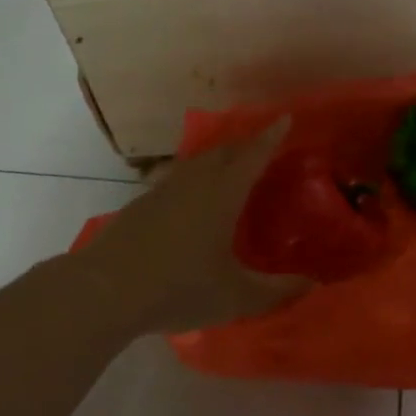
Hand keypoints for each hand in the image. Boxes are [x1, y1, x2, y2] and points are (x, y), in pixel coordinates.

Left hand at [78, 120, 313, 334]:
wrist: (104, 291)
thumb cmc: (178, 288)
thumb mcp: (235, 297)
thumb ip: (276, 291)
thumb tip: (312, 284)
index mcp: (222, 195)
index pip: (253, 156)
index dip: (271, 137)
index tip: (285, 118)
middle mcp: (194, 183)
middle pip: (224, 152)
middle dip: (246, 144)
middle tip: (262, 144)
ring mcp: (163, 191)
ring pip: (197, 162)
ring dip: (218, 157)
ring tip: (229, 164)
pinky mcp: (140, 205)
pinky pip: (176, 177)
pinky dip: (193, 175)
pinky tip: (189, 196)